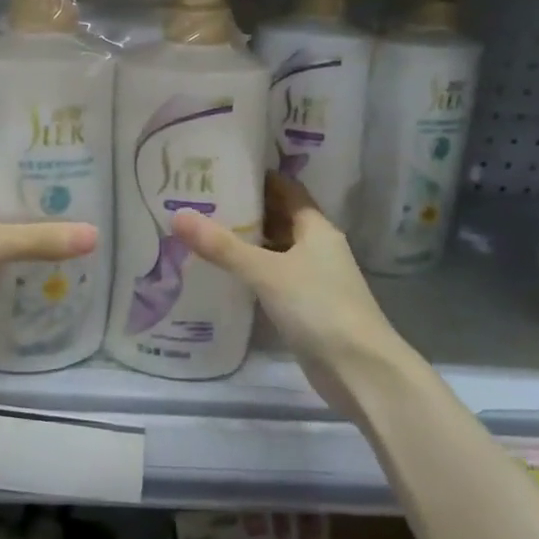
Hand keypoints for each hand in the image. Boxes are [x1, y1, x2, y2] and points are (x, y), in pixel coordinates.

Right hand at [172, 174, 397, 408]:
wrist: (360, 370)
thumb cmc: (318, 307)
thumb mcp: (266, 272)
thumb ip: (222, 246)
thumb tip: (178, 215)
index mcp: (316, 228)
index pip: (286, 189)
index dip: (257, 177)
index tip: (221, 168)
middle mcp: (317, 247)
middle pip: (279, 217)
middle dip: (245, 209)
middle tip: (201, 199)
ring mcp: (313, 278)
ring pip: (275, 249)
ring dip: (247, 241)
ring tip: (204, 230)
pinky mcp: (306, 306)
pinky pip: (273, 277)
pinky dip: (251, 271)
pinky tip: (223, 273)